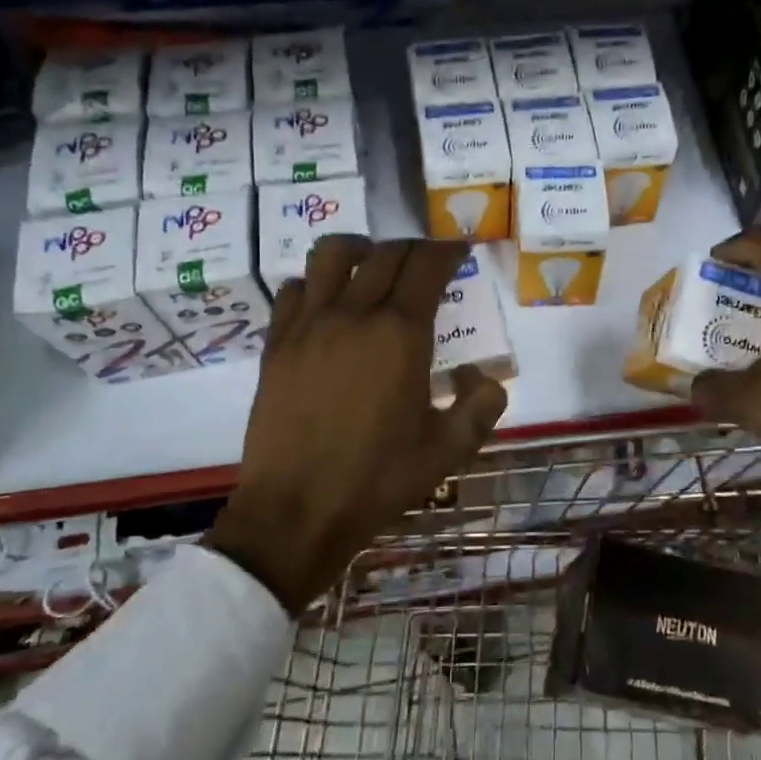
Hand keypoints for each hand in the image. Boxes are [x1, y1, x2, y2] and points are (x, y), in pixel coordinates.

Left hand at [211, 236, 507, 610]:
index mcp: (402, 334)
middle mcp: (355, 314)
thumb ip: (482, 405)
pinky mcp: (277, 342)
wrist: (298, 510)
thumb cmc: (379, 479)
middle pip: (387, 253)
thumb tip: (480, 376)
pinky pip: (295, 288)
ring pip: (332, 254)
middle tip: (427, 263)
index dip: (449, 250)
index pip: (429, 265)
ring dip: (361, 249)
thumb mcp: (451, 450)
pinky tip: (327, 304)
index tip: (460, 250)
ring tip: (373, 266)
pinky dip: (316, 282)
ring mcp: (309, 324)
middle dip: (414, 249)